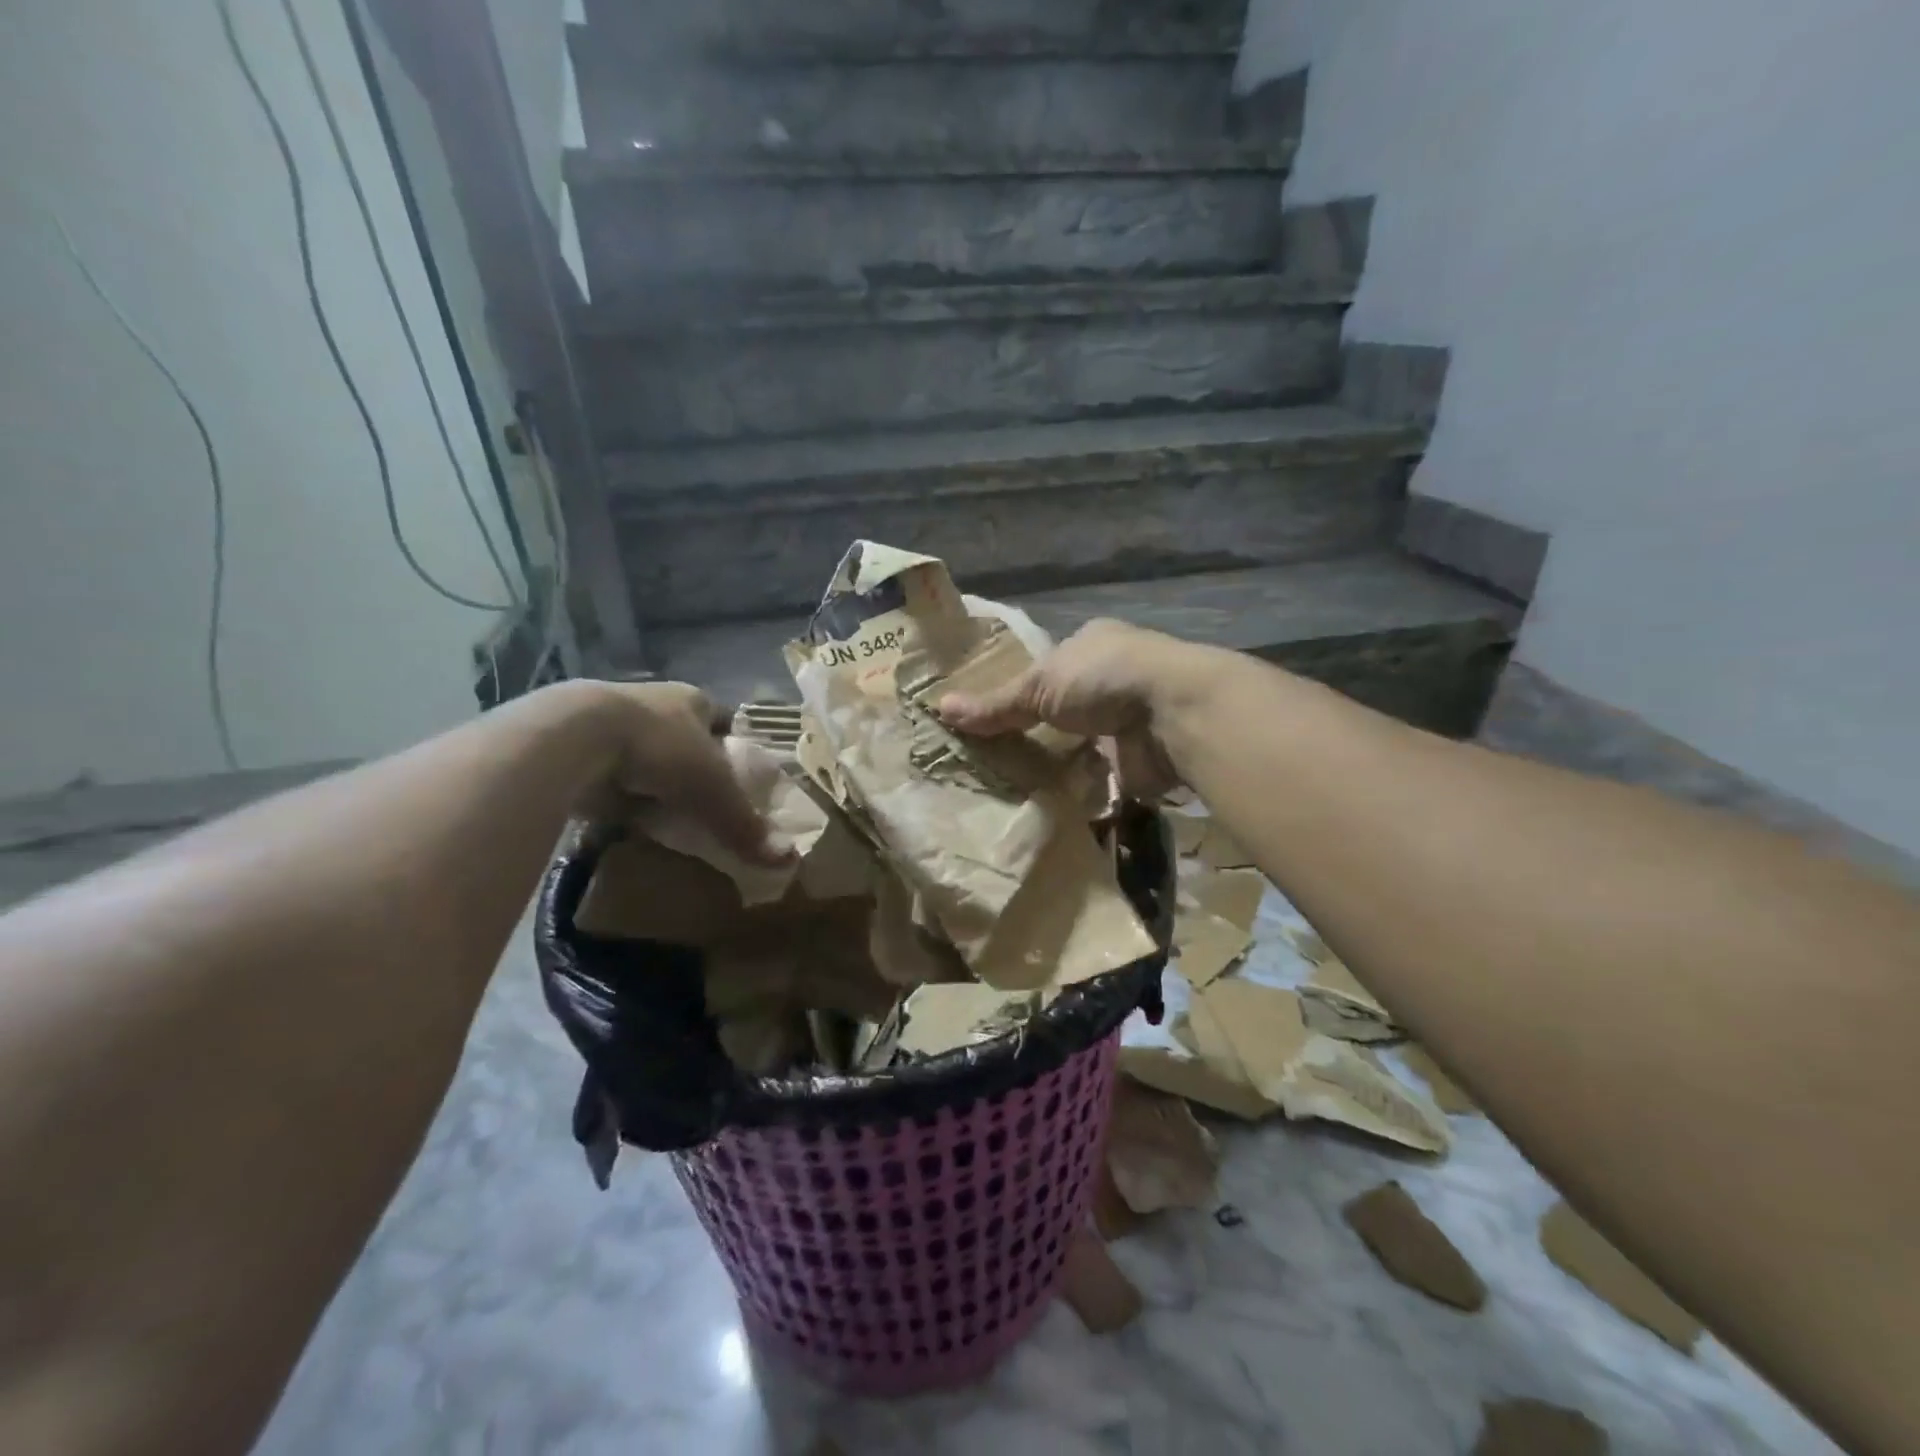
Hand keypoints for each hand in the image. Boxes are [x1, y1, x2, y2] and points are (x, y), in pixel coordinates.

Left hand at [587, 682, 791, 866]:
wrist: (575, 738)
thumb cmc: (661, 750)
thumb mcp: (714, 791)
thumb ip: (746, 825)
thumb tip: (788, 861)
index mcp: (692, 699)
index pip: (723, 719)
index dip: (732, 745)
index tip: (738, 776)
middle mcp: (654, 703)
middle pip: (683, 736)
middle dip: (691, 765)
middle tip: (704, 802)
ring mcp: (612, 720)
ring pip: (643, 752)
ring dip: (651, 778)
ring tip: (664, 815)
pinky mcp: (578, 744)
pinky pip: (608, 771)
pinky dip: (617, 792)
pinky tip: (622, 818)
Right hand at [937, 619, 1193, 797]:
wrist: (1173, 715)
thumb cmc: (1103, 678)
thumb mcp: (1039, 685)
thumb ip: (994, 704)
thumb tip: (939, 708)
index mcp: (1092, 646)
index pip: (1048, 667)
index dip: (1020, 690)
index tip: (988, 717)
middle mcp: (1112, 679)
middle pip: (1063, 709)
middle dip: (1036, 732)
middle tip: (991, 758)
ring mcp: (1128, 722)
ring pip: (1080, 746)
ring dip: (1056, 764)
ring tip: (1008, 787)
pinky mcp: (1137, 760)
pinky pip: (1098, 778)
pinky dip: (1076, 790)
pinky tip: (1043, 804)